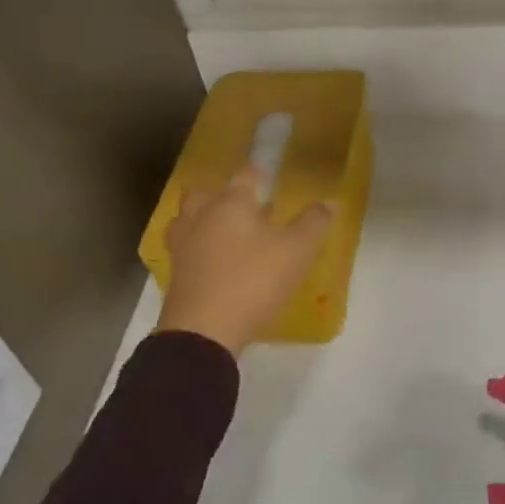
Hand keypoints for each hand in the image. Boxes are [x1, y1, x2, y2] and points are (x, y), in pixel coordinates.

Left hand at [155, 167, 332, 354]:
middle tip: (242, 205)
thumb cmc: (254, 280)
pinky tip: (212, 260)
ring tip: (224, 231)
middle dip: (221, 193)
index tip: (269, 176)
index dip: (259, 173)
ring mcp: (182, 245)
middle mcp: (201, 216)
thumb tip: (329, 202)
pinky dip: (197, 248)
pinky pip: (184, 249)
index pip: (245, 175)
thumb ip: (314, 222)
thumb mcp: (297, 251)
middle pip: (204, 192)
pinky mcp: (174, 273)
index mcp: (231, 202)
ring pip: (187, 219)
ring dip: (203, 219)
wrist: (204, 330)